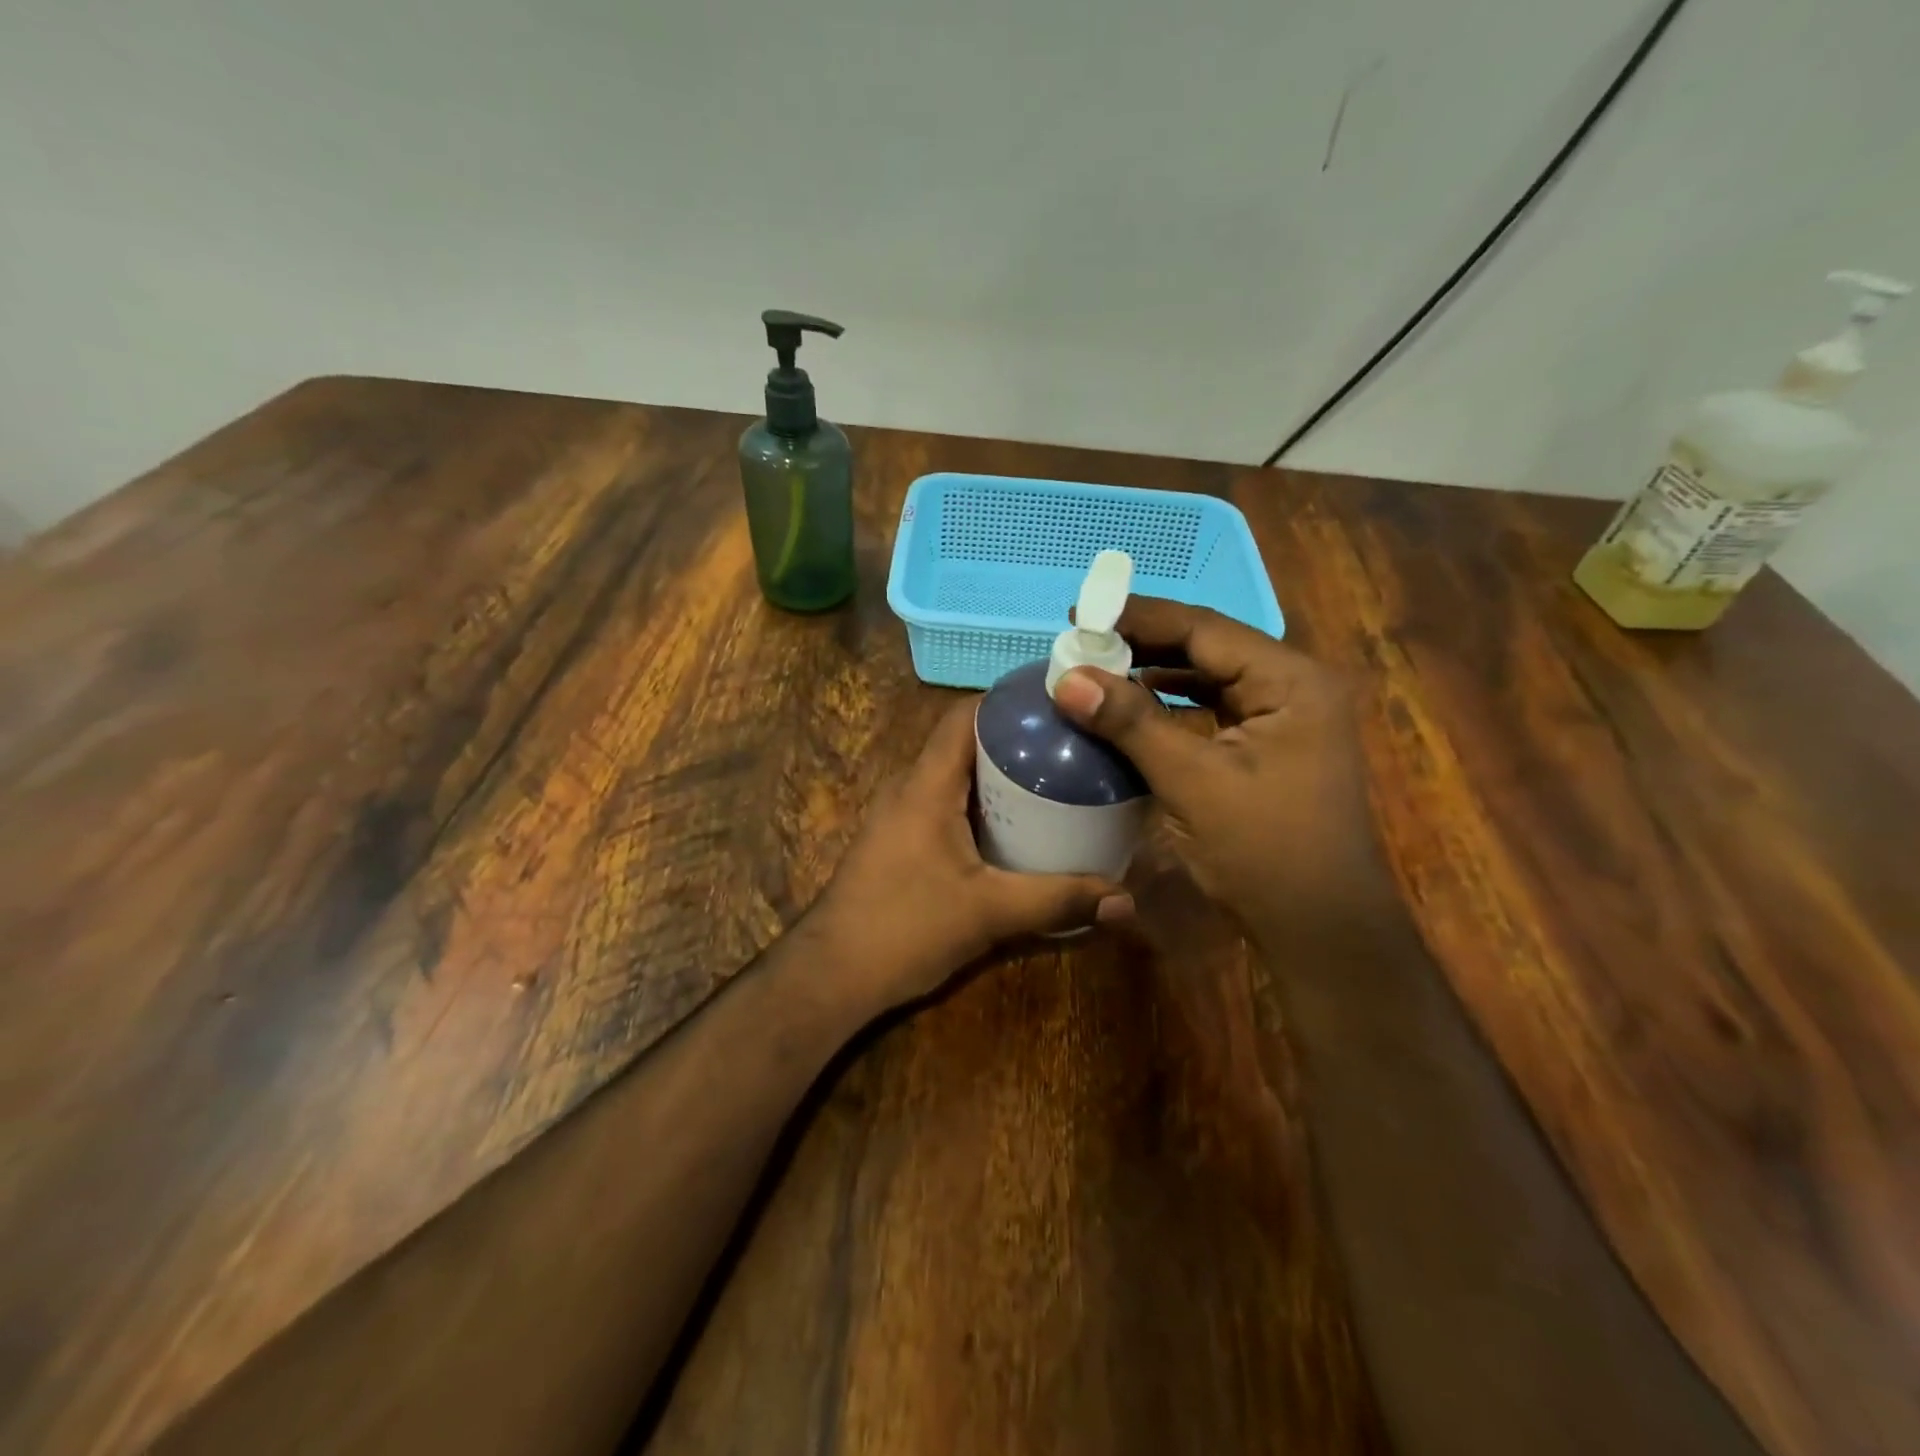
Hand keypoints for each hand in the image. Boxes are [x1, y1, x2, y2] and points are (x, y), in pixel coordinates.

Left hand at [810, 697, 1133, 1010]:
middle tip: (1070, 746)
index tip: (1057, 704)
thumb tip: (1125, 900)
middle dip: (1015, 739)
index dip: (1006, 701)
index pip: (963, 716)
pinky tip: (1016, 827)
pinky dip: (981, 805)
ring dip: (998, 775)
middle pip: (964, 743)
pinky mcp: (899, 842)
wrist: (831, 975)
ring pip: (955, 776)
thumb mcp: (988, 912)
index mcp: (926, 785)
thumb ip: (1057, 901)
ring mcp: (899, 816)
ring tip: (1055, 779)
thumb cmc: (904, 928)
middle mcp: (909, 788)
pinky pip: (945, 804)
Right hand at [1051, 597, 1390, 945]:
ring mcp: (1284, 719)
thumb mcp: (1192, 781)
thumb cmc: (1265, 851)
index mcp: (1291, 681)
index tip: (1080, 613)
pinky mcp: (1268, 747)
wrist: (1319, 930)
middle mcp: (1293, 687)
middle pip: (1208, 648)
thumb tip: (1067, 679)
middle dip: (1144, 643)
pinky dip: (1170, 705)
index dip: (1139, 617)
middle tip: (1082, 640)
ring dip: (1154, 672)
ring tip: (1098, 666)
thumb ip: (1131, 723)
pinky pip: (1212, 710)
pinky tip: (1132, 706)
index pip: (1205, 628)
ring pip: (1208, 678)